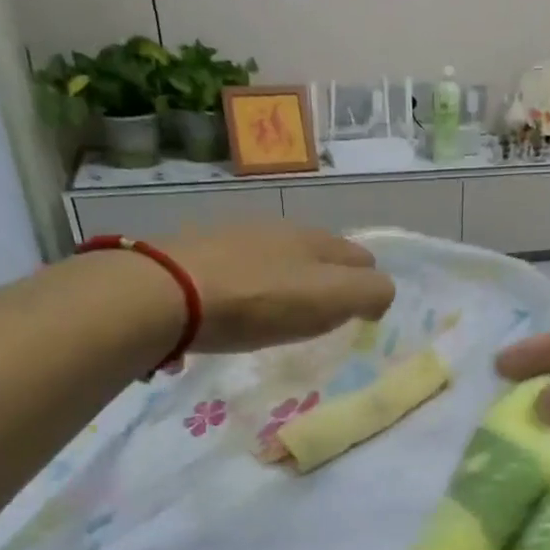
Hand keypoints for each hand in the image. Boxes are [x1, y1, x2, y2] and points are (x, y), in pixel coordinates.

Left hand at [165, 226, 395, 353]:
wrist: (169, 292)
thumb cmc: (259, 301)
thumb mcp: (330, 299)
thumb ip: (369, 293)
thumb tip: (380, 296)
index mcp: (318, 241)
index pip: (363, 258)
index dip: (368, 288)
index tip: (358, 320)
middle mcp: (282, 230)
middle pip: (323, 254)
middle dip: (334, 280)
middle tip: (326, 317)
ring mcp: (239, 237)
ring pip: (283, 257)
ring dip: (293, 280)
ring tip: (283, 313)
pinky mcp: (202, 252)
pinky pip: (245, 266)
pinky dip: (255, 284)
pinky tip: (242, 306)